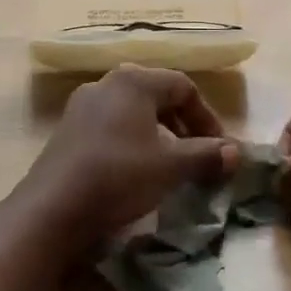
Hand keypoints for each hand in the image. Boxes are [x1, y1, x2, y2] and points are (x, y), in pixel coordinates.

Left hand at [17, 65, 236, 247]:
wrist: (52, 208)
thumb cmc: (119, 176)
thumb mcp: (170, 168)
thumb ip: (206, 155)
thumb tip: (237, 152)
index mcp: (134, 81)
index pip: (183, 86)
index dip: (207, 117)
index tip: (219, 149)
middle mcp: (106, 84)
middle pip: (157, 95)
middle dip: (183, 125)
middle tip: (197, 155)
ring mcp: (82, 106)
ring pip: (133, 112)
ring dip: (158, 135)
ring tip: (169, 165)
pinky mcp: (67, 130)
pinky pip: (110, 126)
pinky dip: (132, 142)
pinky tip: (134, 171)